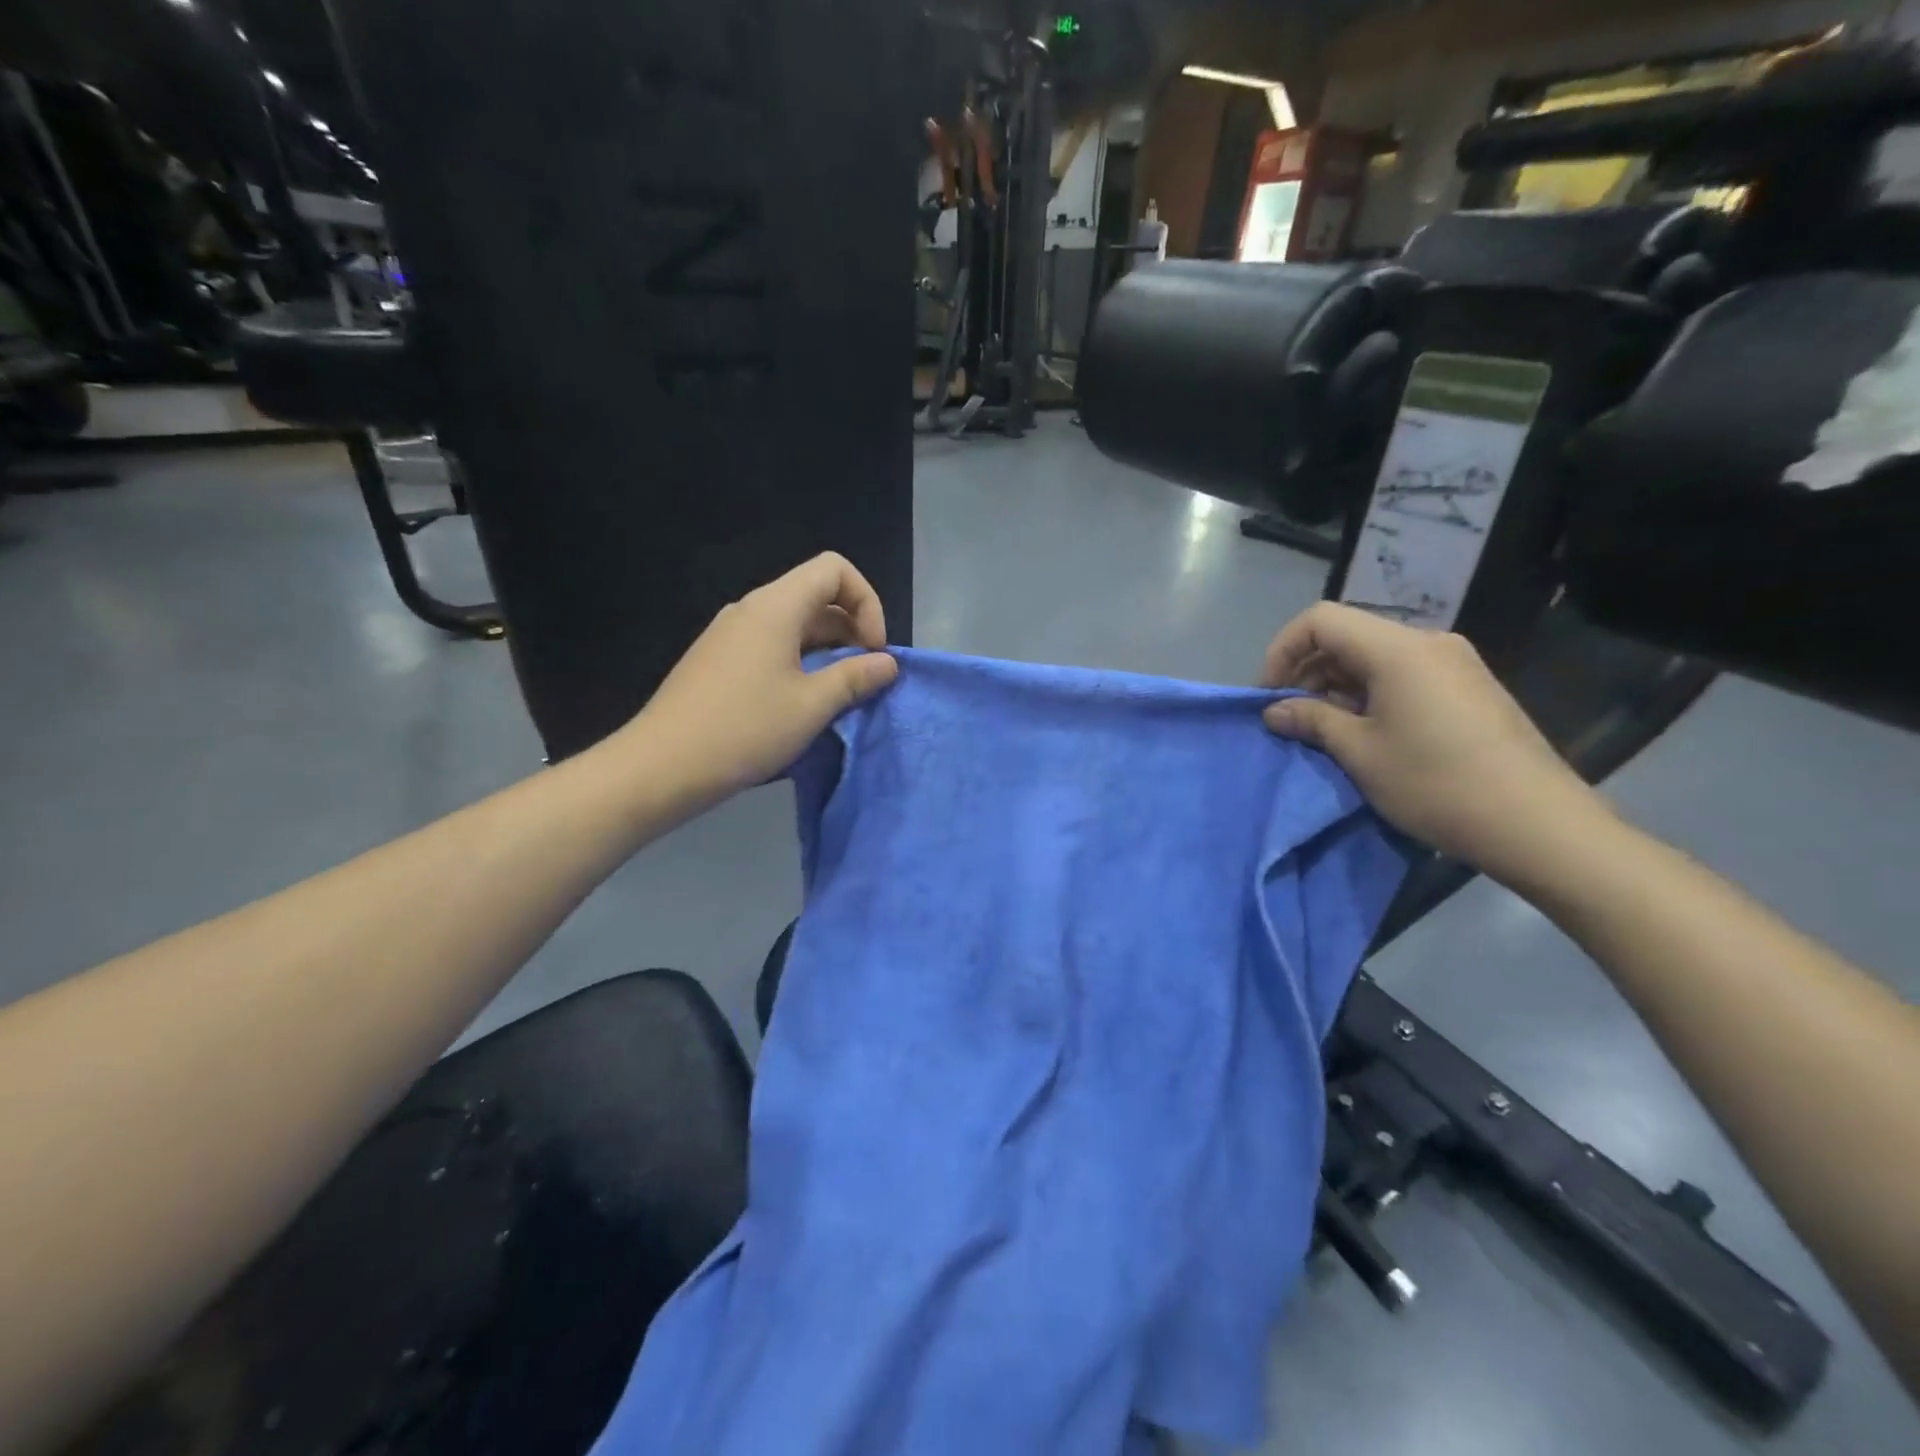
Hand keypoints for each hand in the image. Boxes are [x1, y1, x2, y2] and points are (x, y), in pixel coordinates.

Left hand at [623, 553, 898, 807]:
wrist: (662, 766)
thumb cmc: (744, 730)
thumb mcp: (811, 706)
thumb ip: (855, 678)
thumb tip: (887, 663)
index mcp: (775, 607)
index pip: (834, 569)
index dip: (866, 602)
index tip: (873, 650)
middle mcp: (751, 609)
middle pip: (815, 595)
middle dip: (851, 629)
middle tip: (864, 677)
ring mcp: (730, 634)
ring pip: (794, 623)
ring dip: (827, 650)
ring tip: (838, 694)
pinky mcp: (718, 660)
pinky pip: (771, 645)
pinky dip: (799, 661)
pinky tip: (800, 703)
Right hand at [1260, 603, 1607, 877]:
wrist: (1537, 823)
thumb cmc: (1436, 783)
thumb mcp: (1359, 753)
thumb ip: (1311, 720)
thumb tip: (1273, 710)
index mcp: (1398, 649)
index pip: (1320, 620)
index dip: (1283, 650)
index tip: (1269, 694)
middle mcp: (1428, 643)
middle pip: (1348, 636)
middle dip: (1307, 671)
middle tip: (1290, 717)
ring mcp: (1454, 664)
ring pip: (1374, 657)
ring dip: (1337, 686)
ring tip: (1323, 730)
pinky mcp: (1469, 688)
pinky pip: (1403, 675)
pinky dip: (1369, 694)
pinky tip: (1366, 733)